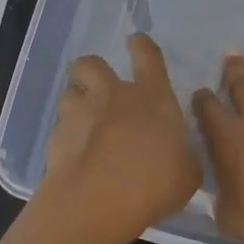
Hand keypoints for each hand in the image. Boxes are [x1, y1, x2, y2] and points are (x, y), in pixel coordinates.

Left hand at [42, 34, 201, 232]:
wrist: (99, 200)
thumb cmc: (154, 183)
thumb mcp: (187, 173)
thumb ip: (183, 157)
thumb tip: (180, 155)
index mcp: (152, 97)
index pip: (147, 56)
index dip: (142, 46)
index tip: (136, 42)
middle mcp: (113, 95)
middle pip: (91, 63)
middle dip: (92, 71)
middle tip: (97, 88)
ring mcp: (81, 113)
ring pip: (69, 92)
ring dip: (76, 103)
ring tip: (82, 124)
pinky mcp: (56, 136)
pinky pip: (59, 127)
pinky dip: (65, 137)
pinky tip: (73, 156)